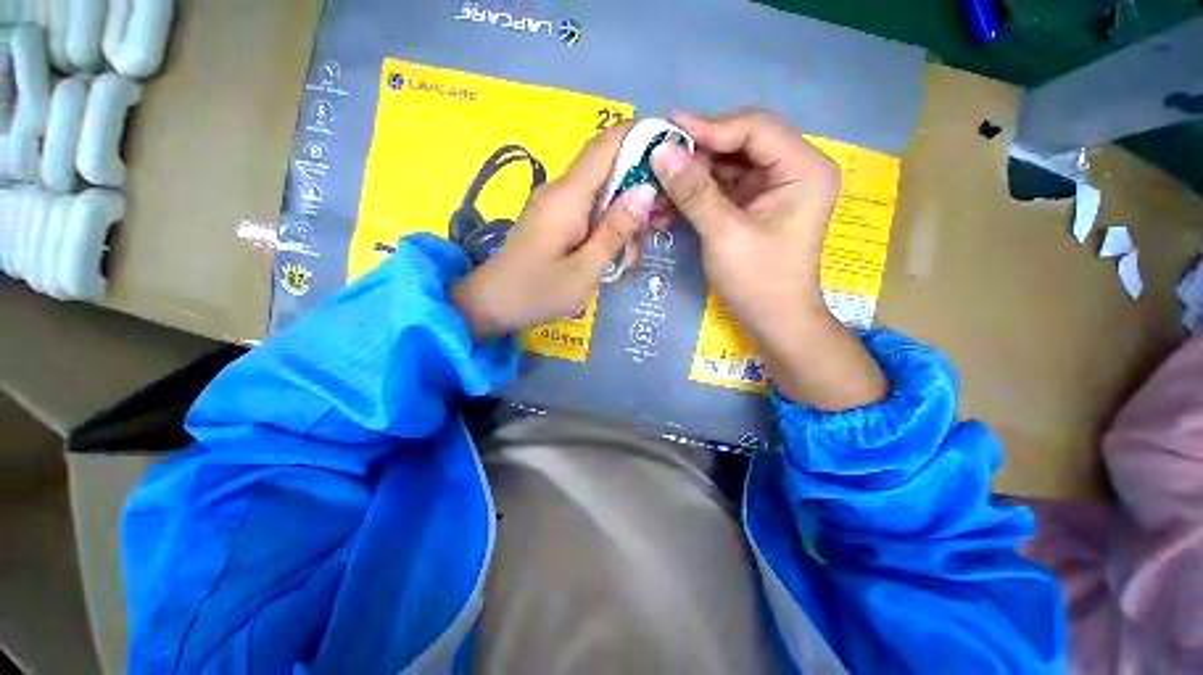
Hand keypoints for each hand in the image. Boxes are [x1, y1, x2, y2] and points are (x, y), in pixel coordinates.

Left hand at [452, 123, 656, 340]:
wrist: (492, 304)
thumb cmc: (537, 292)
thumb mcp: (584, 269)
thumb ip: (615, 230)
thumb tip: (645, 190)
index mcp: (568, 195)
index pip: (607, 144)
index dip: (641, 137)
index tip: (672, 156)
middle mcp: (561, 190)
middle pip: (608, 166)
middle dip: (640, 184)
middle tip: (661, 218)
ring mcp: (556, 204)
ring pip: (601, 190)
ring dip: (625, 211)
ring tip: (637, 246)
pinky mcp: (555, 219)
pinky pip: (589, 208)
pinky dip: (609, 222)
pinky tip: (617, 250)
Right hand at [651, 108, 886, 409]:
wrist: (774, 322)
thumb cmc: (758, 282)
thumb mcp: (724, 235)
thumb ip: (694, 191)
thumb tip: (660, 150)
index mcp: (803, 169)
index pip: (754, 128)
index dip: (708, 127)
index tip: (665, 130)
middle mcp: (792, 169)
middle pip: (739, 143)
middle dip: (696, 154)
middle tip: (656, 159)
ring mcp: (772, 187)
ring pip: (726, 166)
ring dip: (690, 176)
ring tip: (656, 185)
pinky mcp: (754, 205)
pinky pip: (721, 188)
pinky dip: (695, 194)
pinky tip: (668, 203)